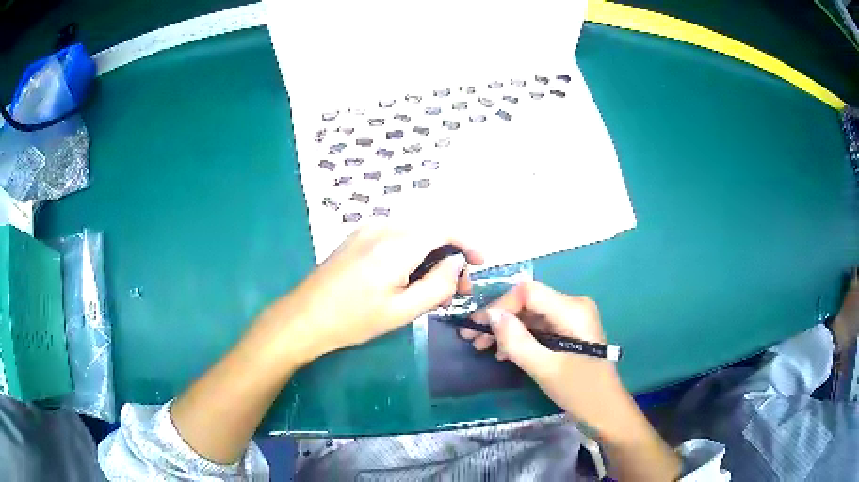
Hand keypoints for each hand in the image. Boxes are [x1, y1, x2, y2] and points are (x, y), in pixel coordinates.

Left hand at [259, 222, 482, 365]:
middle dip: (451, 254)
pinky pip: (396, 235)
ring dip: (432, 254)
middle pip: (430, 229)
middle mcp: (383, 227)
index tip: (481, 263)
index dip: (468, 243)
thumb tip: (458, 264)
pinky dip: (413, 251)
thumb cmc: (353, 320)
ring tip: (436, 287)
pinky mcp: (357, 236)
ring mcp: (367, 228)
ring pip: (414, 232)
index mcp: (396, 245)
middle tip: (458, 287)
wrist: (304, 317)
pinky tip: (411, 276)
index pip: (445, 229)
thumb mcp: (402, 311)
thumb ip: (438, 285)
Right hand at [460, 281, 625, 432]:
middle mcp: (573, 305)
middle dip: (498, 319)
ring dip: (505, 329)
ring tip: (481, 346)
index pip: (528, 292)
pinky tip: (503, 352)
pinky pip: (538, 327)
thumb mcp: (545, 368)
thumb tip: (490, 315)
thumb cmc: (580, 391)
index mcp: (573, 309)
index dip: (500, 306)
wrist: (605, 411)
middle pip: (528, 302)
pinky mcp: (569, 331)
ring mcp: (572, 318)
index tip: (476, 327)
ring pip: (530, 315)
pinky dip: (519, 337)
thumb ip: (517, 341)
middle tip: (471, 338)